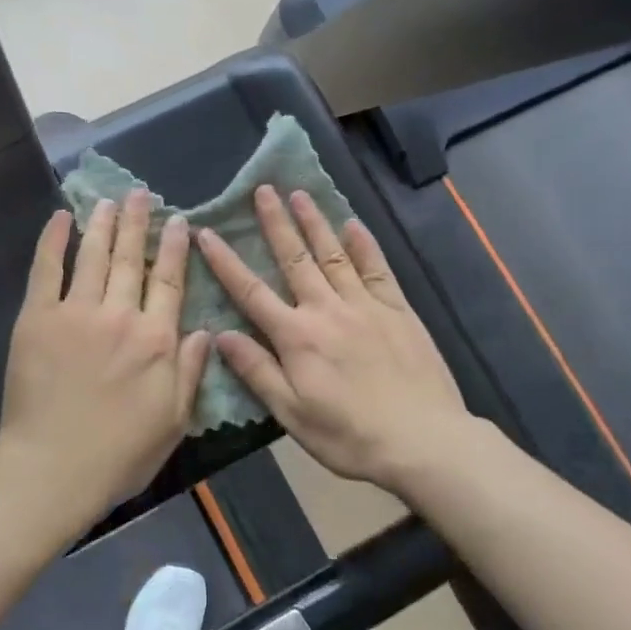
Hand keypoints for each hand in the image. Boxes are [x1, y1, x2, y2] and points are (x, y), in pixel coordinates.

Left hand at [0, 191, 211, 522]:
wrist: (53, 468)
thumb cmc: (119, 453)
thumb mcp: (173, 420)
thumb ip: (190, 371)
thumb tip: (206, 330)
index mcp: (156, 340)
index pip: (169, 282)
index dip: (175, 249)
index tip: (178, 221)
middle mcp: (120, 316)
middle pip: (132, 259)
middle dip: (138, 223)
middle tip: (141, 194)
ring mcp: (76, 313)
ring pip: (94, 257)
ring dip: (103, 225)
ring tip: (109, 200)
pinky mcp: (37, 318)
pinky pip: (46, 270)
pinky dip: (53, 241)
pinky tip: (61, 219)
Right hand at [197, 187, 472, 491]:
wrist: (423, 441)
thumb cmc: (349, 435)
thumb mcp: (292, 413)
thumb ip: (256, 371)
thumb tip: (221, 335)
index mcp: (296, 336)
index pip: (251, 291)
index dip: (226, 261)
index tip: (207, 232)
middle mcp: (327, 310)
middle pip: (295, 259)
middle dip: (275, 223)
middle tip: (263, 189)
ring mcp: (365, 305)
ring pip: (334, 254)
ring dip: (315, 222)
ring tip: (299, 194)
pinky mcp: (398, 310)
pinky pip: (377, 269)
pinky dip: (364, 245)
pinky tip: (354, 225)